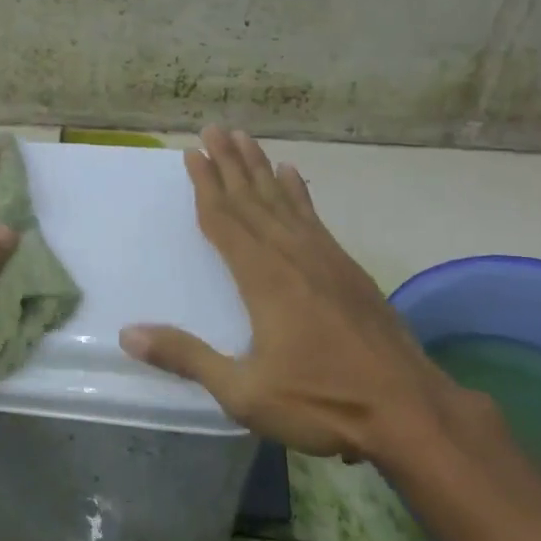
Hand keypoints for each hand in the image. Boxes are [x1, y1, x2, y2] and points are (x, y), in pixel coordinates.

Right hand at [120, 127, 477, 466]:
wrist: (411, 411)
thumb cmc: (323, 402)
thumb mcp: (245, 392)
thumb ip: (187, 357)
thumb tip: (128, 333)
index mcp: (264, 278)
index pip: (225, 220)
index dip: (206, 185)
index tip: (192, 153)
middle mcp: (292, 255)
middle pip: (252, 199)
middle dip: (229, 163)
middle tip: (212, 129)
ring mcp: (325, 258)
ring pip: (283, 200)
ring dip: (260, 168)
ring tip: (244, 138)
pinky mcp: (348, 268)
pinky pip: (313, 217)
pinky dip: (298, 193)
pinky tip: (292, 176)